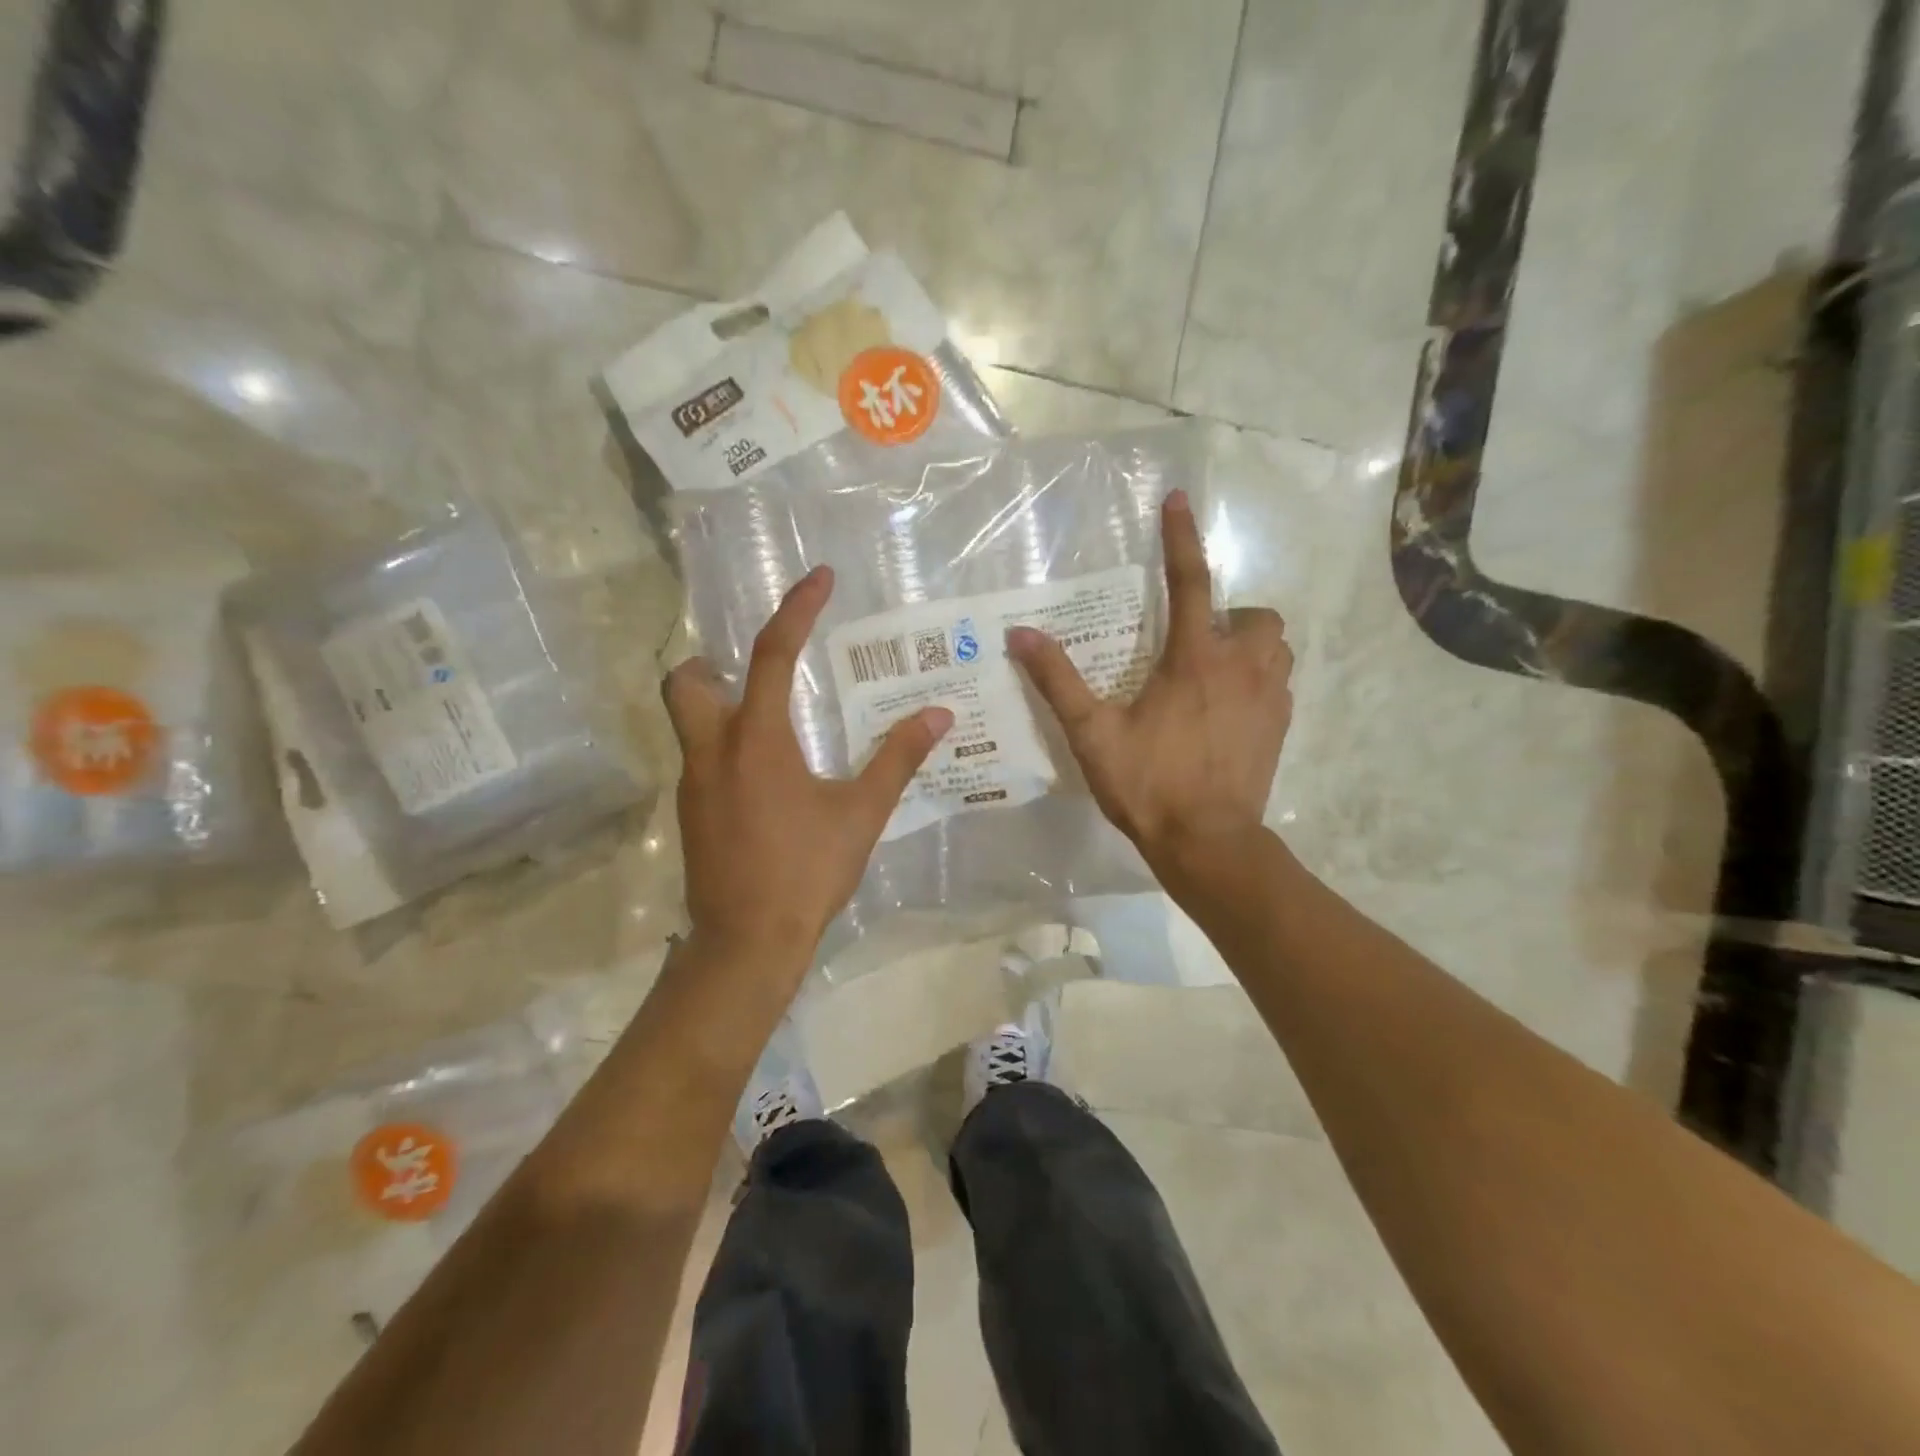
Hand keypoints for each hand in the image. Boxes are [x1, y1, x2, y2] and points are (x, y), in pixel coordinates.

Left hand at [665, 565, 952, 975]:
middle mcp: (712, 751)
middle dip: (714, 662)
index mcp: (757, 740)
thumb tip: (939, 715)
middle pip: (687, 681)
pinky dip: (725, 747)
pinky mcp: (689, 814)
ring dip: (719, 706)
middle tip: (758, 672)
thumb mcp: (861, 813)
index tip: (819, 578)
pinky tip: (764, 780)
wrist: (747, 943)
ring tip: (772, 723)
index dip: (797, 609)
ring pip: (686, 722)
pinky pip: (699, 760)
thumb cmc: (807, 871)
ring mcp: (692, 784)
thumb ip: (897, 758)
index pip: (771, 653)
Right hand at [1008, 490, 1291, 870]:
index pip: (1191, 582)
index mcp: (1196, 659)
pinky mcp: (1282, 727)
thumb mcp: (1093, 733)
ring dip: (1252, 645)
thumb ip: (1058, 682)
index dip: (1182, 537)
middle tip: (1197, 641)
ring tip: (1216, 670)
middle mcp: (1243, 667)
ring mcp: (1270, 698)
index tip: (1178, 499)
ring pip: (1278, 646)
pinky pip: (1282, 682)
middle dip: (1233, 615)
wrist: (1208, 843)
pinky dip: (1261, 679)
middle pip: (1257, 614)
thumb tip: (1021, 635)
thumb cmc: (1148, 784)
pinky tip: (1231, 708)